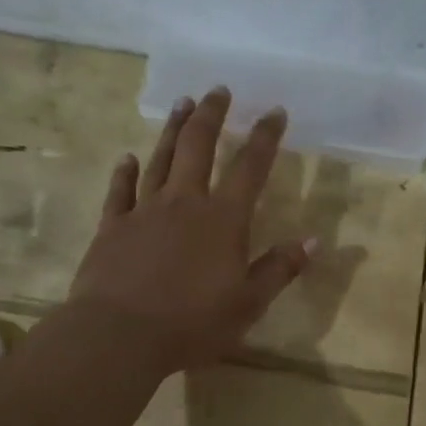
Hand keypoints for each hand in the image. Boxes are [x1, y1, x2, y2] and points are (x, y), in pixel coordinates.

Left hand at [67, 88, 314, 374]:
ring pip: (161, 159)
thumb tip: (313, 240)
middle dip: (211, 115)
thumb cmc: (192, 323)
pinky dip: (126, 172)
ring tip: (183, 104)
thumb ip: (279, 268)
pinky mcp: (112, 226)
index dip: (265, 137)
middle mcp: (184, 202)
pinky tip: (128, 158)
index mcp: (223, 219)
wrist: (120, 335)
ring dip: (174, 130)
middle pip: (199, 147)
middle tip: (218, 90)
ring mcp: (144, 211)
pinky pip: (120, 190)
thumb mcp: (248, 303)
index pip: (250, 168)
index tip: (274, 111)